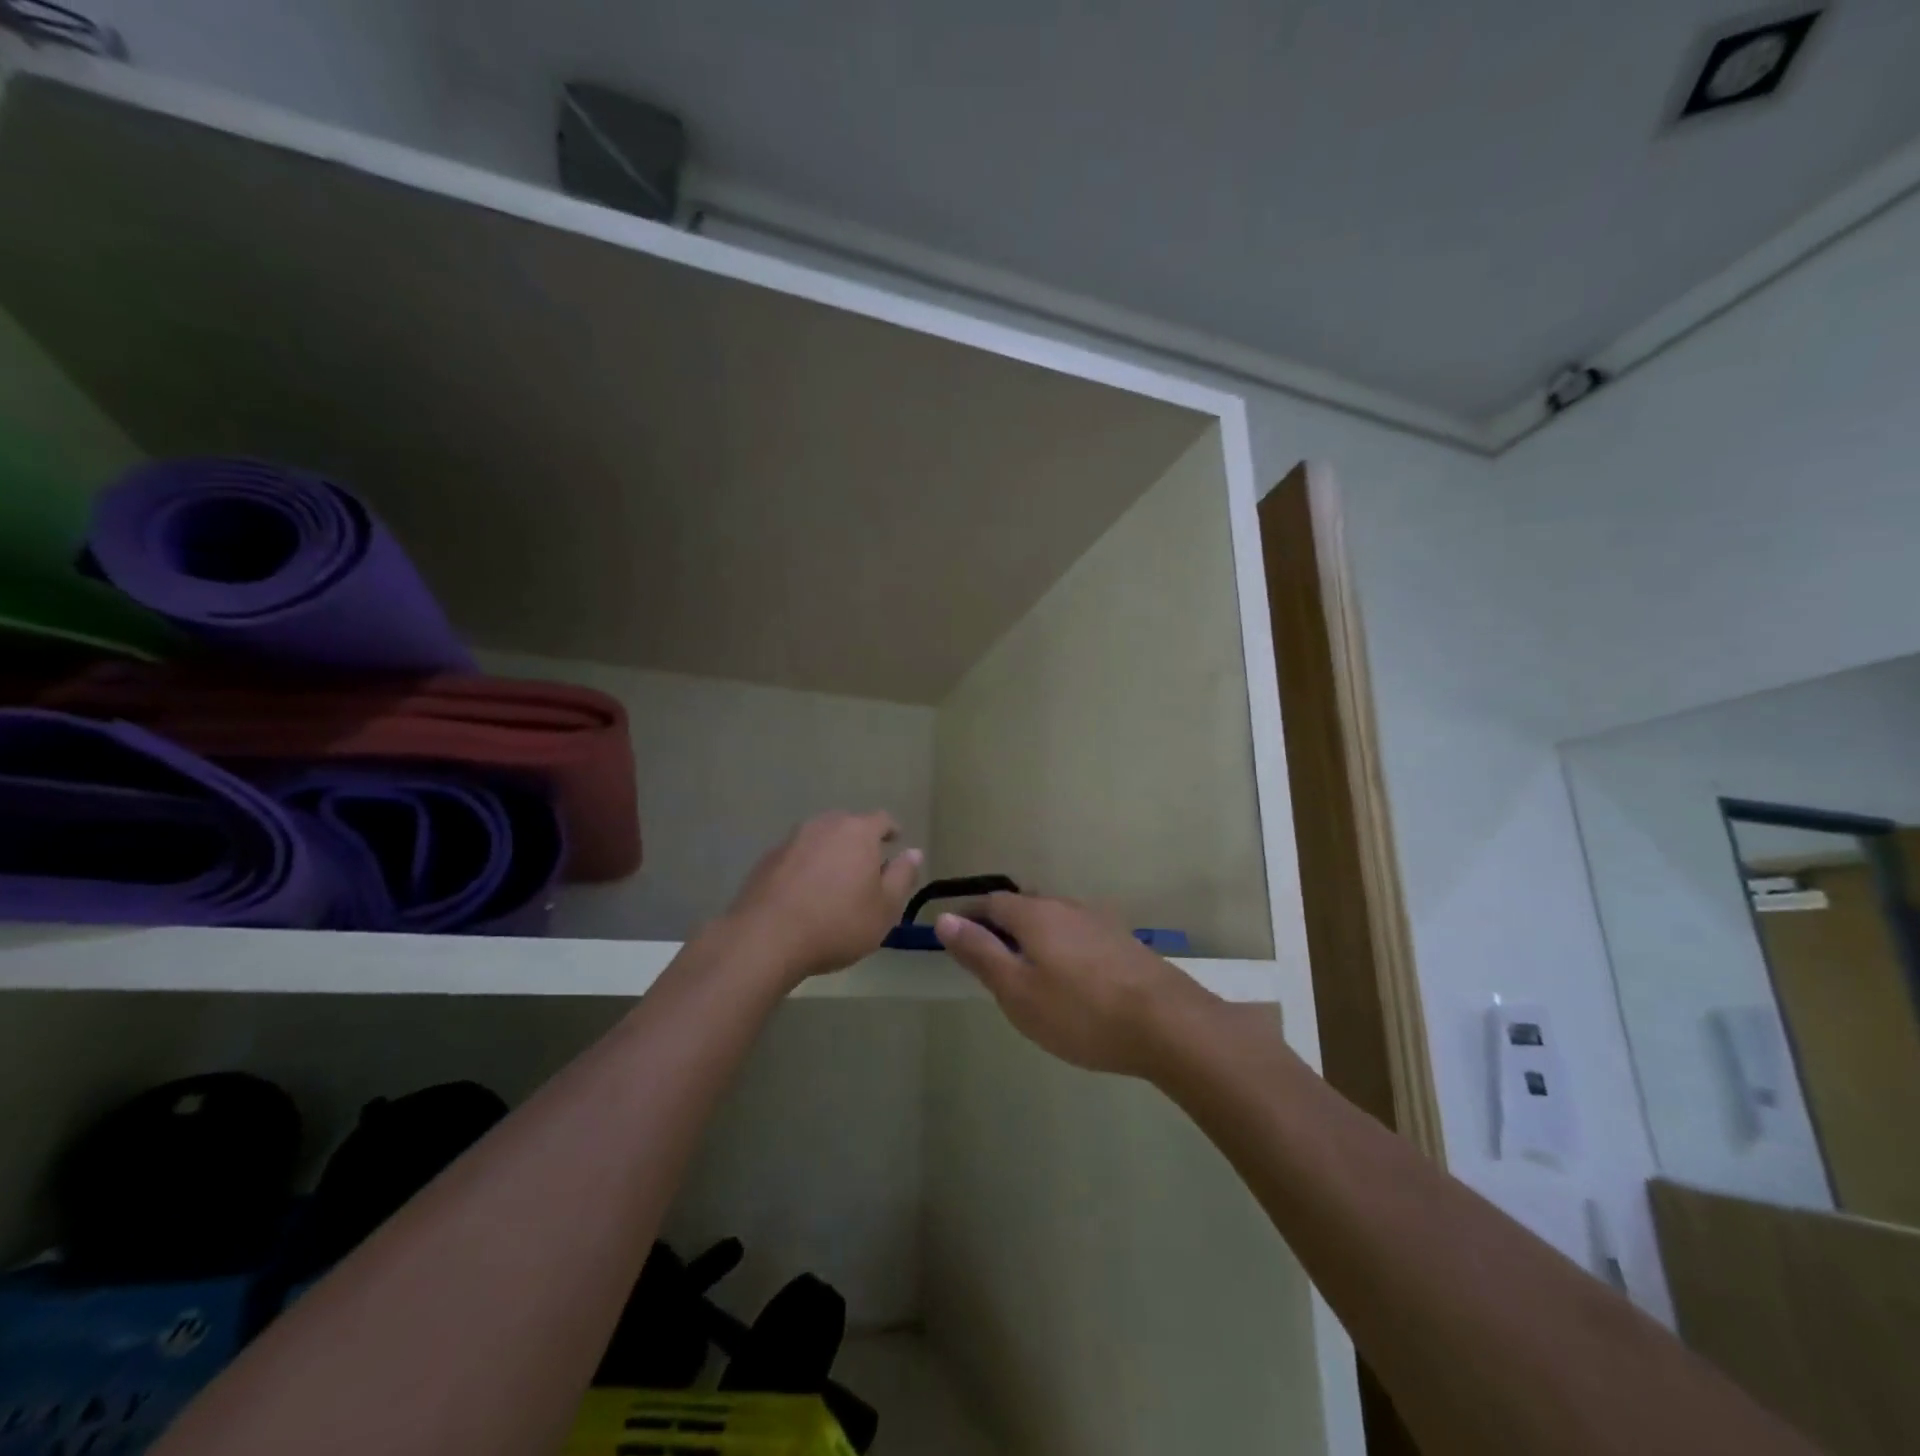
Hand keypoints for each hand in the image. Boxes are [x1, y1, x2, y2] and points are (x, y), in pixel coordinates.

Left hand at [724, 811, 922, 984]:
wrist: (766, 938)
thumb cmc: (837, 923)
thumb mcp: (885, 908)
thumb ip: (903, 876)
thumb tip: (913, 852)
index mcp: (858, 832)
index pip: (882, 820)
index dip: (891, 831)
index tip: (895, 843)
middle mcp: (824, 825)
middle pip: (848, 825)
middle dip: (859, 842)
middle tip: (866, 868)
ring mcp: (791, 840)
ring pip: (820, 839)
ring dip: (830, 854)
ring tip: (834, 882)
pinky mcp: (767, 859)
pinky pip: (796, 856)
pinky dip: (806, 868)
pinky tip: (805, 894)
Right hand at [934, 892, 1212, 1075]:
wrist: (1167, 1024)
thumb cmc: (1080, 1011)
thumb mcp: (1018, 990)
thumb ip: (980, 952)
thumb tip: (944, 918)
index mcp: (1034, 914)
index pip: (990, 901)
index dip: (969, 916)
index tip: (955, 939)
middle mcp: (1066, 906)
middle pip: (1023, 907)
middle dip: (1001, 927)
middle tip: (989, 962)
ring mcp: (1099, 921)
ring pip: (1053, 920)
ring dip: (1033, 938)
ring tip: (1027, 973)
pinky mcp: (1122, 941)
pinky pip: (1078, 935)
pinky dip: (1062, 949)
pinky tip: (1070, 979)